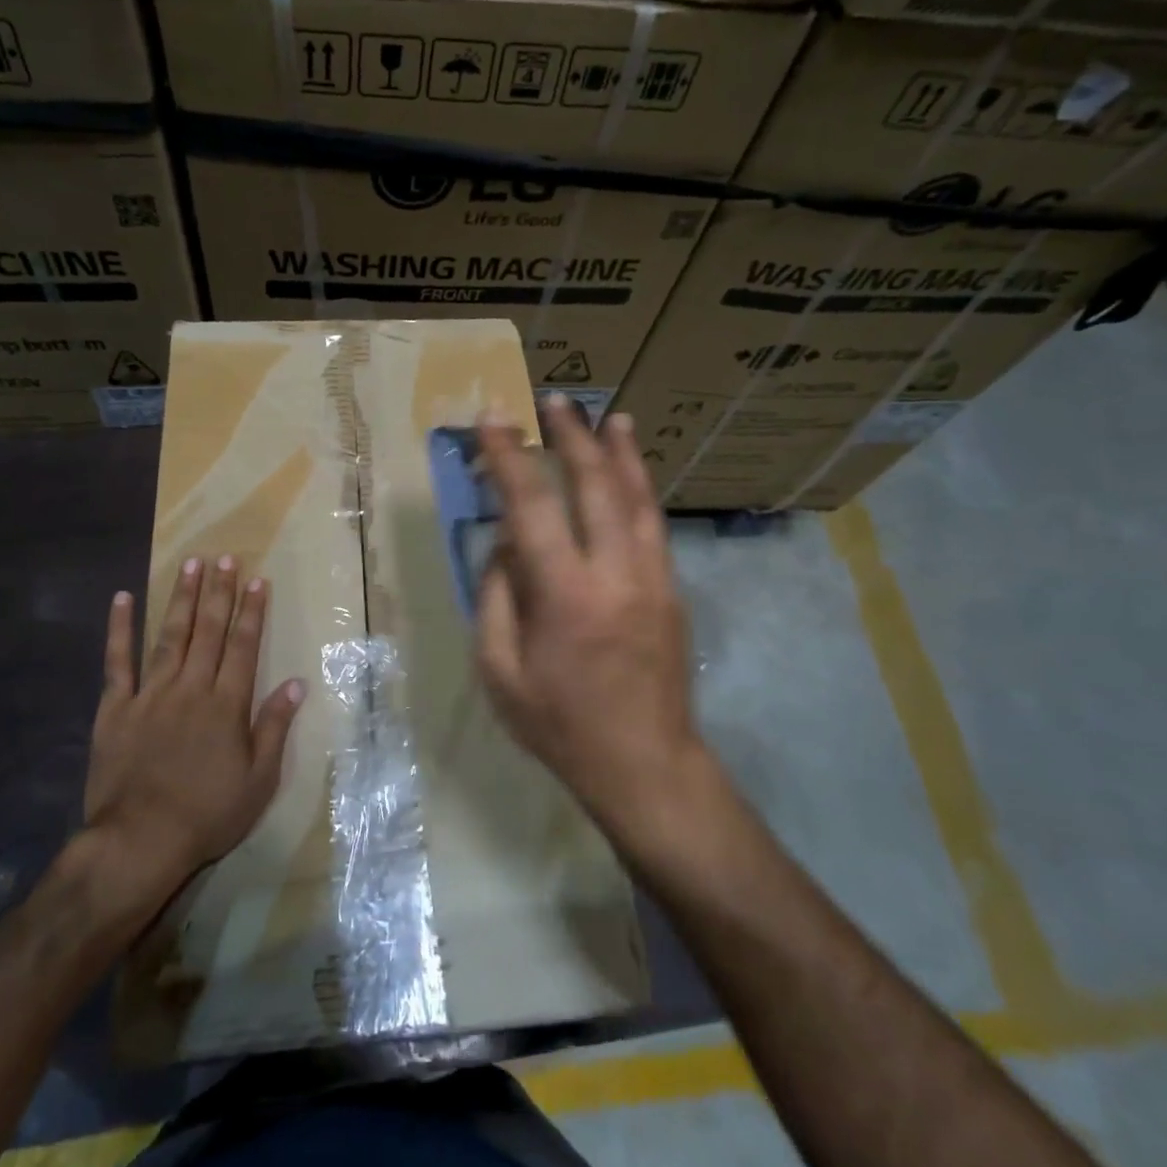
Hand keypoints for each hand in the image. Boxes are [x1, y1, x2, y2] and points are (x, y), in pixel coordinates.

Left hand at [83, 556, 305, 887]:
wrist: (140, 842)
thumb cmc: (208, 814)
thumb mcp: (258, 780)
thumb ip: (274, 727)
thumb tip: (296, 684)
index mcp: (227, 704)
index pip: (244, 646)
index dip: (252, 611)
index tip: (258, 580)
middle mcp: (191, 688)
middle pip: (209, 631)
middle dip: (219, 592)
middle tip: (225, 558)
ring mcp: (151, 694)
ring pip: (170, 636)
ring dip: (182, 599)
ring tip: (190, 564)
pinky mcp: (116, 708)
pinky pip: (117, 662)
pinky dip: (120, 629)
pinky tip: (122, 599)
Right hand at [475, 396, 707, 847]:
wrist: (646, 765)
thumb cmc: (560, 725)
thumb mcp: (500, 672)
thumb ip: (496, 599)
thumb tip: (505, 546)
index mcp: (563, 596)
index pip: (530, 507)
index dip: (508, 457)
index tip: (494, 421)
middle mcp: (614, 574)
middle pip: (594, 486)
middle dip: (571, 437)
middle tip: (554, 401)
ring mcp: (652, 579)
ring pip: (637, 498)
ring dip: (620, 453)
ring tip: (609, 417)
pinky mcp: (672, 591)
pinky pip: (654, 526)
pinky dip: (641, 490)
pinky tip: (632, 475)